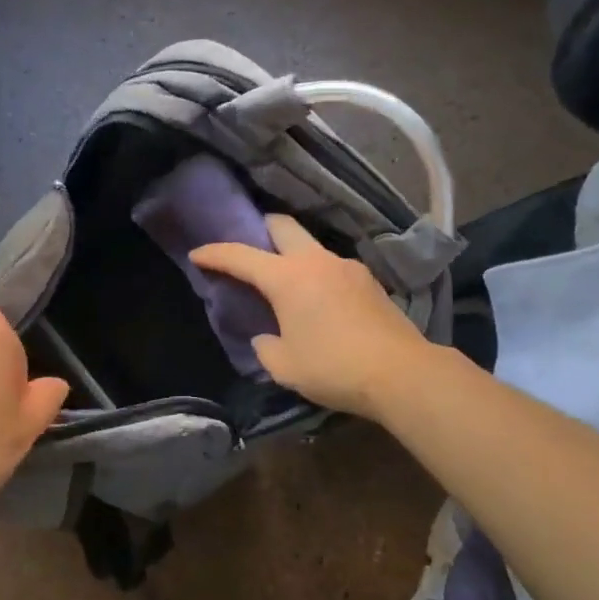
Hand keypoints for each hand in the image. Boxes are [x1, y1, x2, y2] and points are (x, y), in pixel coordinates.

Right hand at [193, 214, 426, 418]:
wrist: (401, 373)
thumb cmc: (333, 367)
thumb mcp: (284, 366)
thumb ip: (265, 347)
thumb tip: (266, 336)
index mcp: (287, 278)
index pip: (241, 256)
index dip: (214, 253)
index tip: (197, 254)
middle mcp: (316, 261)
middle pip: (283, 226)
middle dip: (260, 229)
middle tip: (249, 247)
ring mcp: (347, 267)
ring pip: (311, 246)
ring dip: (292, 254)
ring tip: (285, 282)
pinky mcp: (369, 282)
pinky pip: (332, 267)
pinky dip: (316, 274)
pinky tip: (318, 301)